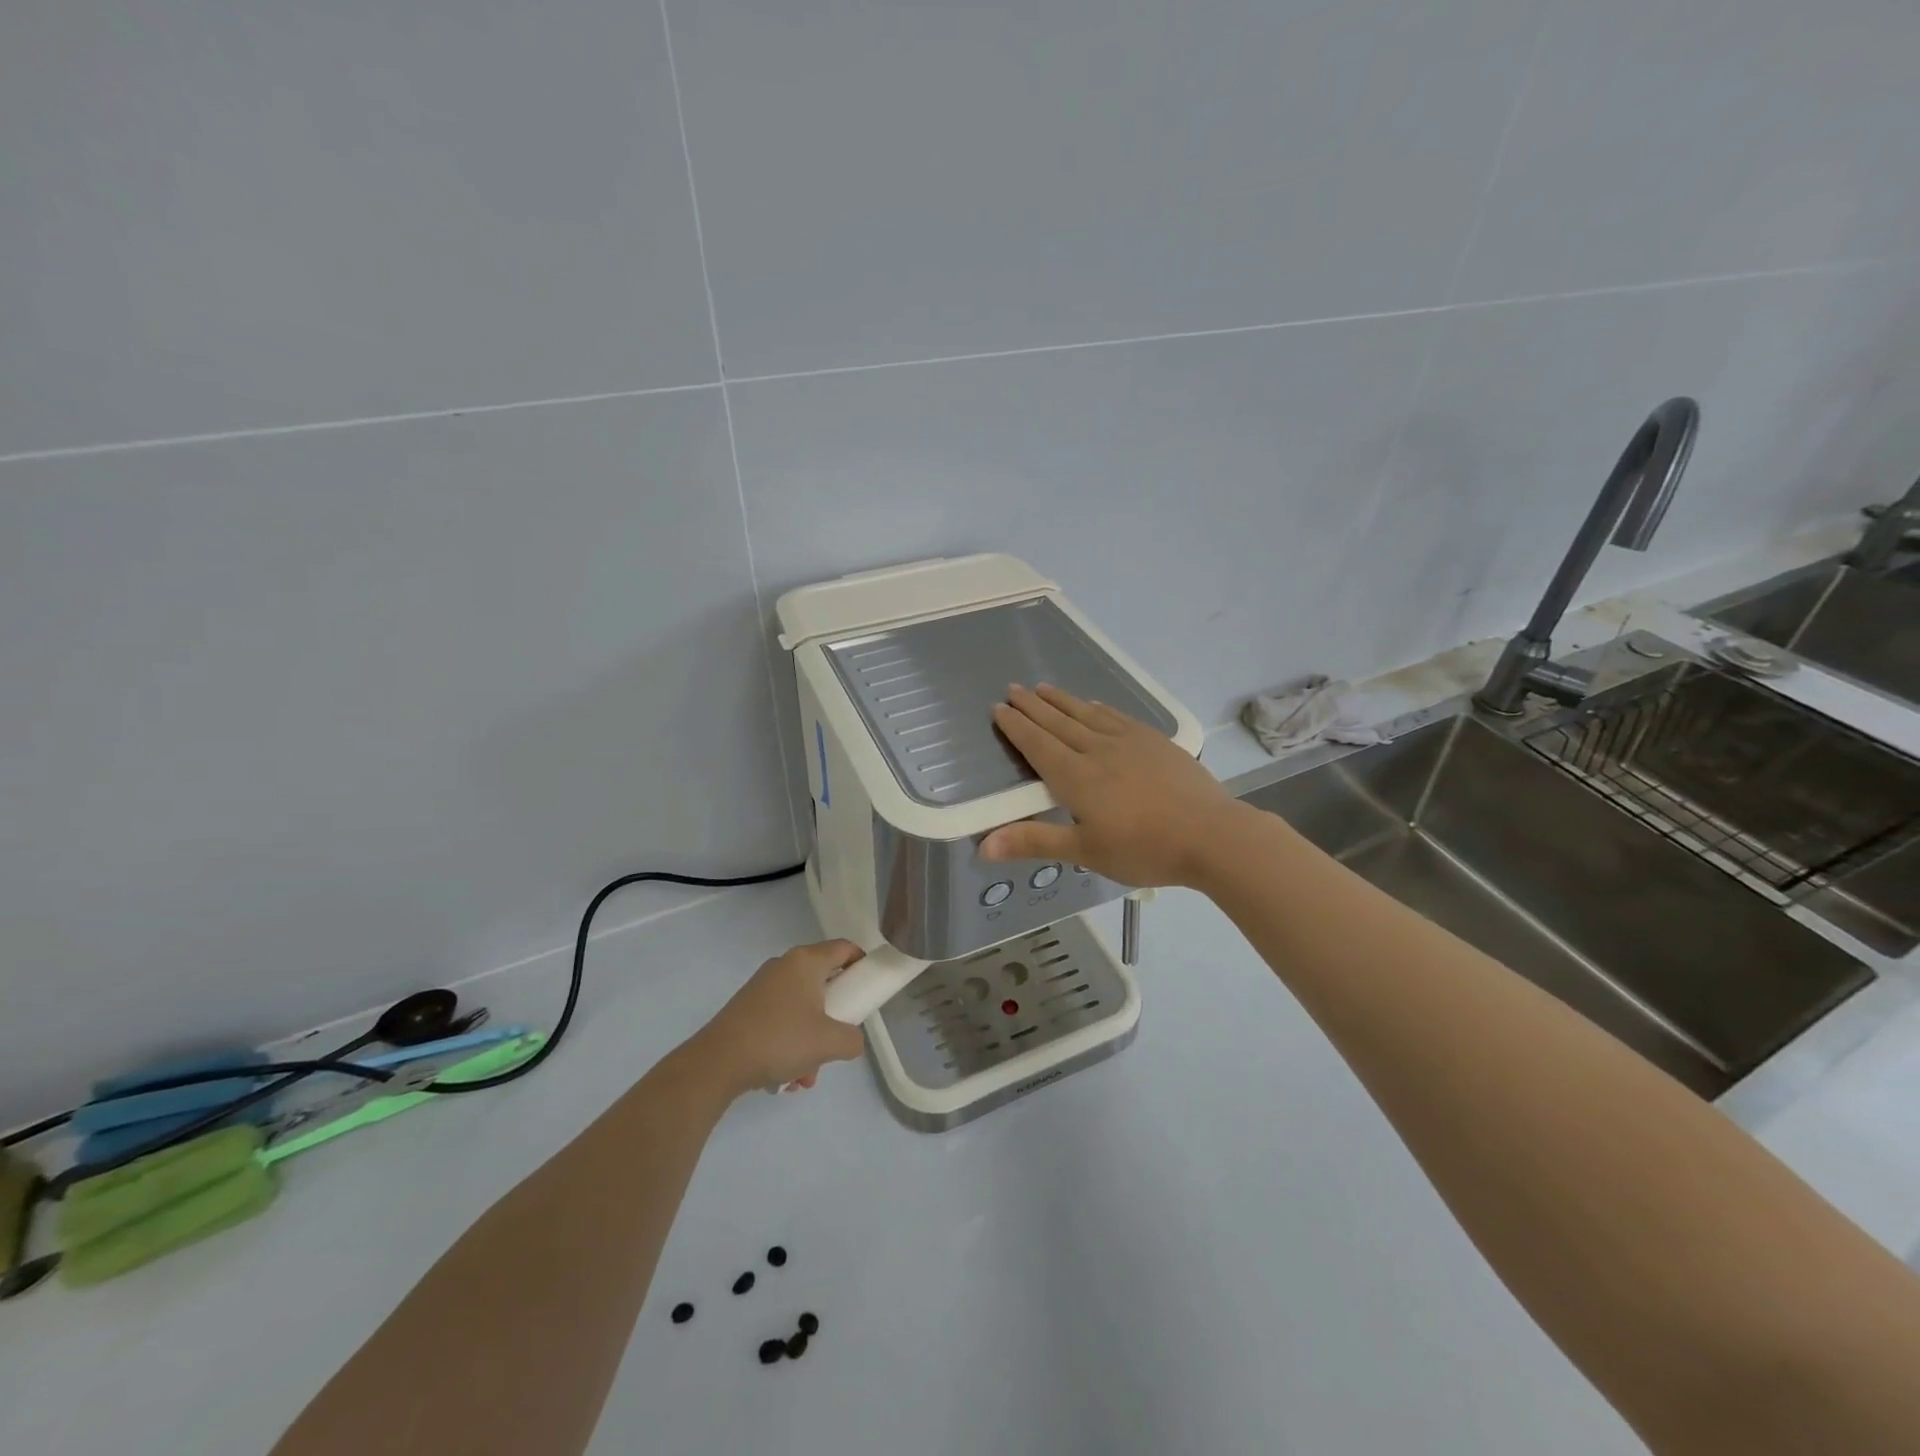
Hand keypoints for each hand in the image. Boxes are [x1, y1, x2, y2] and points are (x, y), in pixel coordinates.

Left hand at [689, 940, 867, 1096]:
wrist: (717, 1062)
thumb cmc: (780, 1039)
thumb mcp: (830, 1042)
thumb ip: (853, 1039)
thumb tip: (850, 1039)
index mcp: (806, 961)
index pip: (844, 948)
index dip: (862, 963)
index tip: (868, 988)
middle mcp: (784, 966)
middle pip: (823, 983)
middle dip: (833, 1018)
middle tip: (836, 1041)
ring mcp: (762, 987)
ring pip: (801, 1009)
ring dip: (810, 1041)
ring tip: (805, 1076)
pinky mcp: (747, 1008)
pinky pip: (780, 1020)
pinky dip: (789, 1045)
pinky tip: (785, 1077)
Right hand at [982, 684, 1242, 888]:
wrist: (1211, 835)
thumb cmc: (1144, 849)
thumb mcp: (1085, 851)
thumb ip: (1034, 842)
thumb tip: (982, 846)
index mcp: (1076, 777)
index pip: (1038, 745)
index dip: (1016, 726)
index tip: (999, 708)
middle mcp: (1097, 750)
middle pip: (1058, 723)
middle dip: (1033, 706)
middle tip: (1013, 688)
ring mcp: (1129, 742)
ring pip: (1086, 714)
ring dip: (1062, 700)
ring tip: (1043, 687)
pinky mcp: (1155, 742)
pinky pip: (1117, 716)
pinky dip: (1099, 708)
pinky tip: (1093, 703)